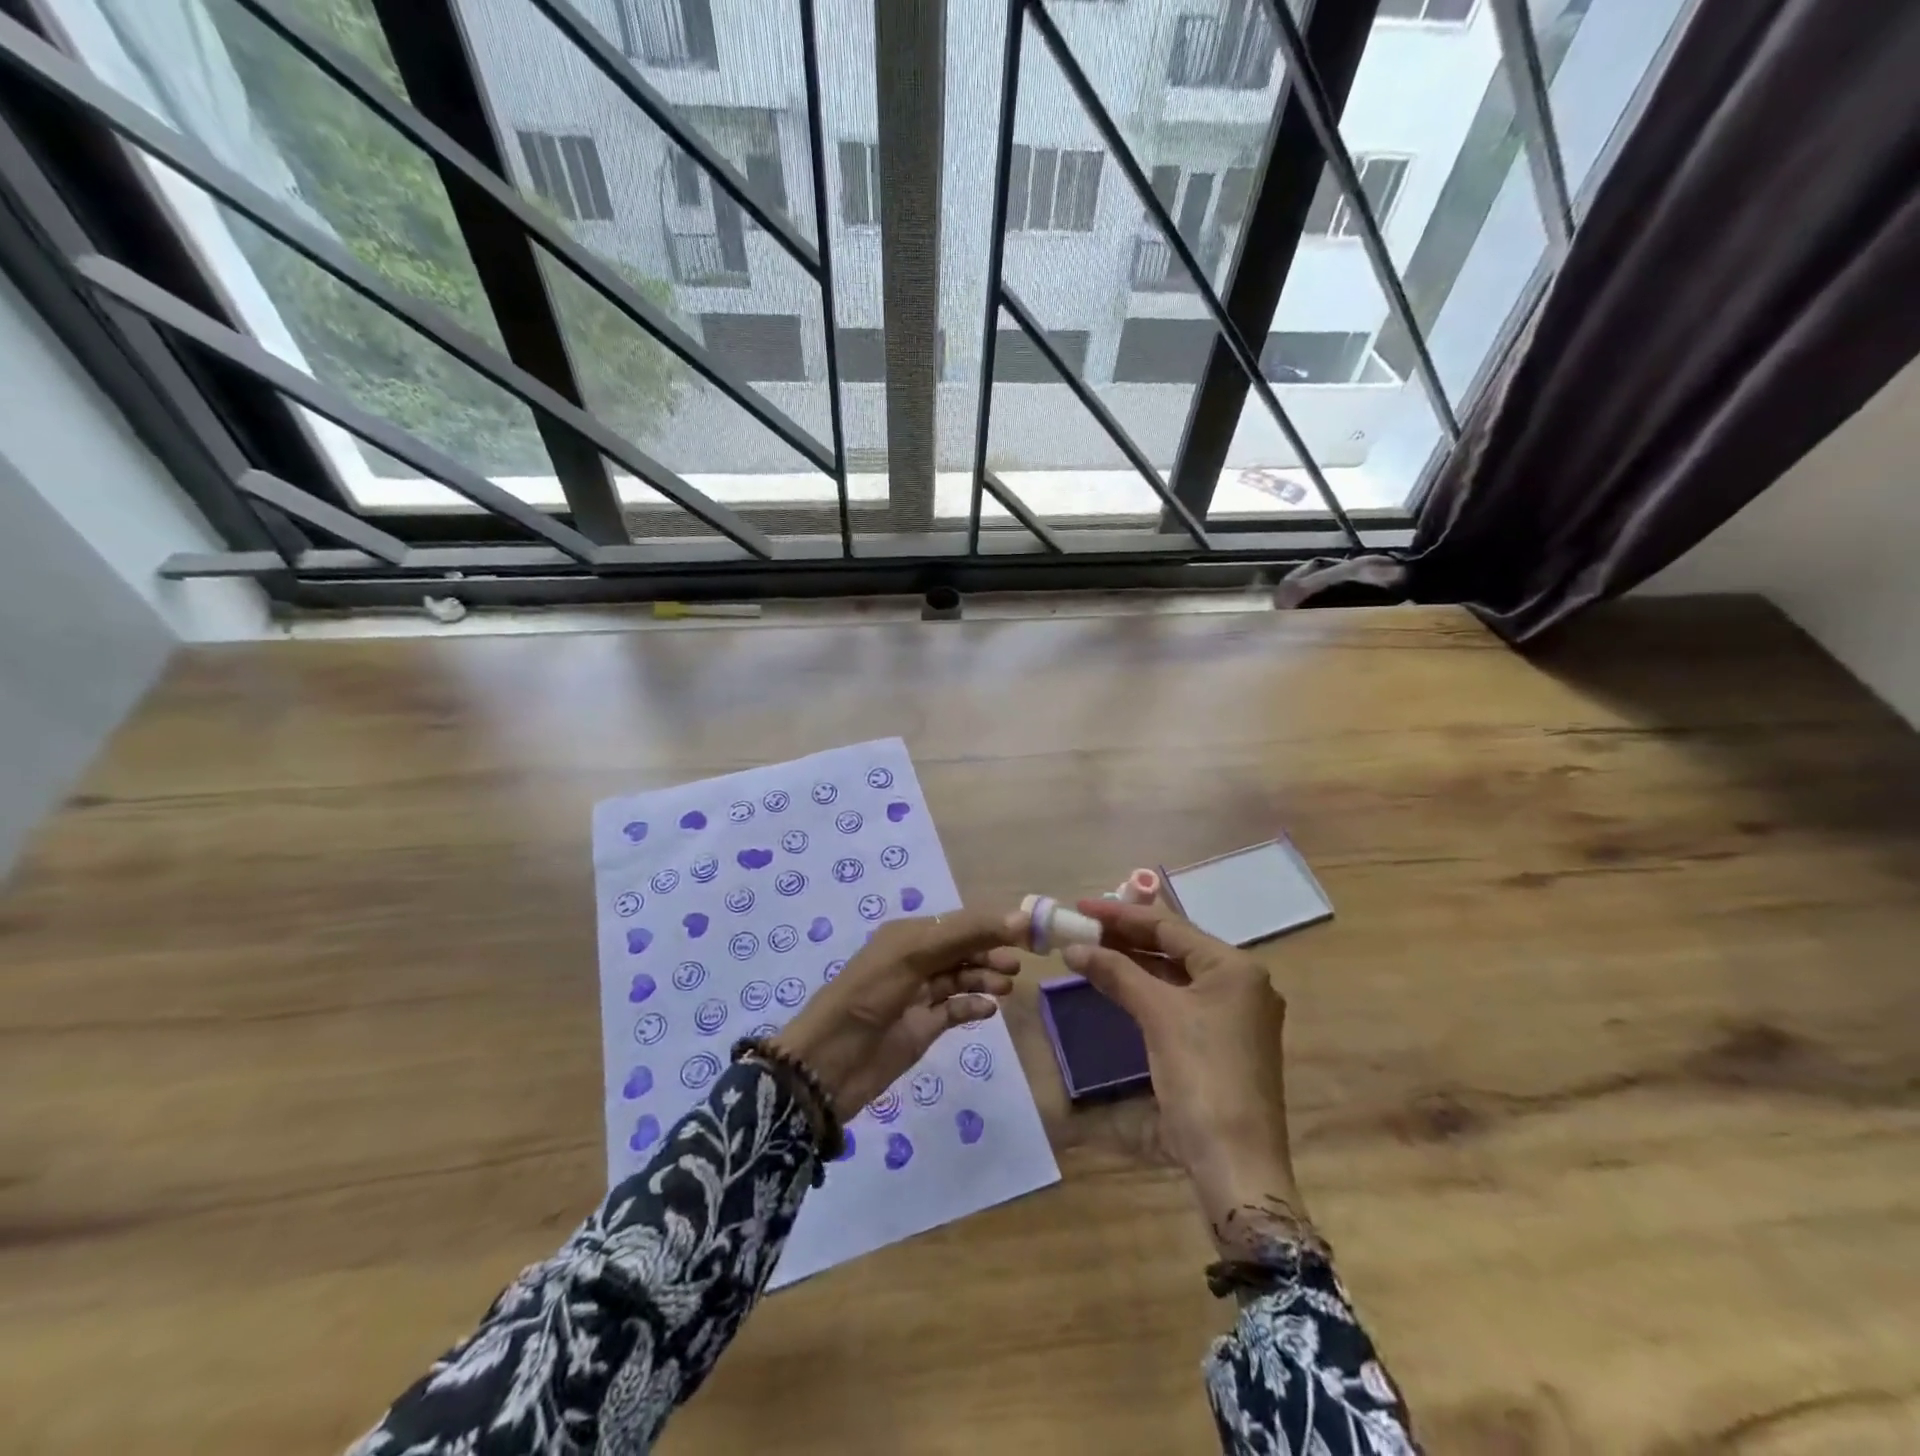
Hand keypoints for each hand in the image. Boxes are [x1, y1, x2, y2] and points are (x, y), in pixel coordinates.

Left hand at [770, 909, 1022, 1116]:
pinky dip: (973, 1006)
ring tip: (1007, 986)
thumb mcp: (914, 955)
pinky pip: (955, 1009)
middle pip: (963, 949)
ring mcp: (919, 995)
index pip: (960, 923)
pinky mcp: (922, 1028)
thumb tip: (1020, 917)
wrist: (828, 1063)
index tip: (1028, 931)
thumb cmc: (869, 995)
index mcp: (909, 936)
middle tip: (1018, 964)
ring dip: (985, 978)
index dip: (993, 925)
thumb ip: (966, 934)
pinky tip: (990, 1010)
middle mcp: (915, 960)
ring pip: (961, 978)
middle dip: (991, 952)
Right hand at [1063, 899, 1311, 1259]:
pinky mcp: (1223, 1042)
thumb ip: (1117, 972)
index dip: (1122, 914)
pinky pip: (1179, 1000)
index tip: (1082, 906)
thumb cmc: (1202, 1076)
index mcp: (1235, 967)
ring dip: (1134, 963)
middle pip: (1175, 947)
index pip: (1170, 926)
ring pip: (1176, 974)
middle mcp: (1241, 983)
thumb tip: (1075, 948)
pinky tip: (1119, 984)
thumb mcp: (1158, 1015)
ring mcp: (1235, 1015)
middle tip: (1082, 926)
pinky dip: (1148, 990)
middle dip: (1126, 937)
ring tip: (1092, 949)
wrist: (1237, 1164)